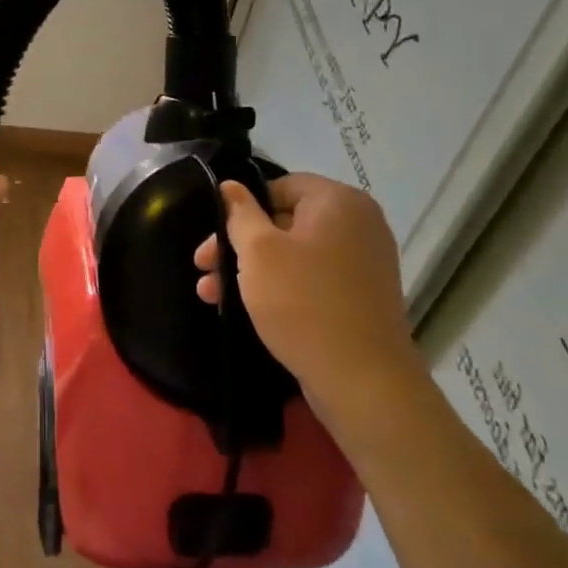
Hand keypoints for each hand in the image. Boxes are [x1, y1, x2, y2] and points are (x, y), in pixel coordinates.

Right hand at [194, 174, 422, 401]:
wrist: (363, 381)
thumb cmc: (303, 303)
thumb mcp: (258, 252)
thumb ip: (239, 213)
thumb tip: (229, 186)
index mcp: (339, 201)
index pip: (280, 186)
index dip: (243, 208)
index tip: (216, 237)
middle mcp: (359, 223)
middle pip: (285, 221)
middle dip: (240, 244)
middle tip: (203, 267)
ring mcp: (365, 261)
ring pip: (295, 253)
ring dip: (253, 269)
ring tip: (212, 294)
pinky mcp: (362, 296)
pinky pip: (313, 278)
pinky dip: (282, 287)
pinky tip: (248, 308)